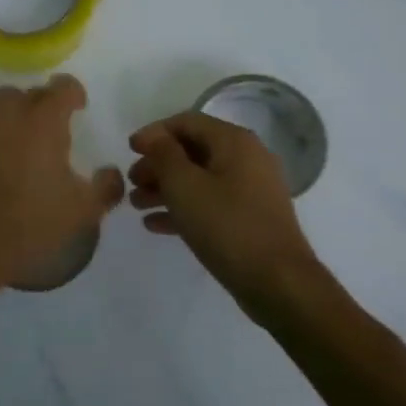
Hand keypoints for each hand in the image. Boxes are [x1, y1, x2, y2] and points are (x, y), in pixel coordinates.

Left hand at [0, 76, 124, 290]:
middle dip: (43, 106)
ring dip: (14, 115)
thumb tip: (110, 172)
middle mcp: (8, 112)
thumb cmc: (33, 223)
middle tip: (51, 135)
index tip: (78, 110)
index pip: (63, 86)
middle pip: (30, 93)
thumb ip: (106, 185)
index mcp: (43, 119)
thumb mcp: (84, 210)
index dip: (74, 95)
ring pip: (0, 105)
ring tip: (20, 143)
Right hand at [127, 111, 331, 325]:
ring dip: (165, 188)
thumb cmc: (226, 225)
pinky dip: (183, 208)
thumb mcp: (184, 185)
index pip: (186, 122)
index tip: (128, 151)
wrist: (277, 282)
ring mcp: (251, 190)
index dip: (154, 133)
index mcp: (234, 142)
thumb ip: (163, 154)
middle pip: (191, 150)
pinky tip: (154, 225)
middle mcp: (246, 159)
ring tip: (136, 205)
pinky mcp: (249, 218)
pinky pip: (210, 202)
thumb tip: (153, 136)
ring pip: (199, 178)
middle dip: (157, 164)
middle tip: (131, 183)